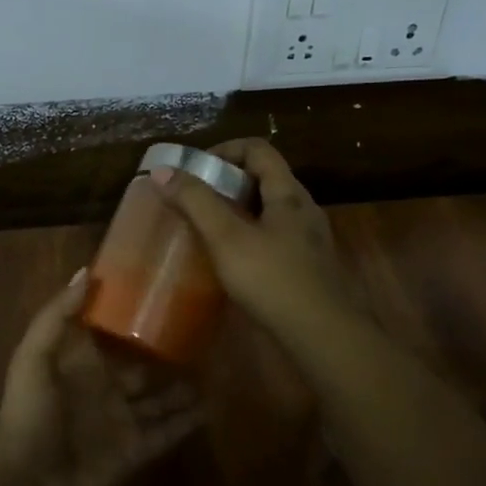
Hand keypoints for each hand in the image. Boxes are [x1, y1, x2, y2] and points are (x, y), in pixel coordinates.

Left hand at [0, 268, 204, 485]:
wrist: (28, 482)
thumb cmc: (29, 412)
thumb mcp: (33, 356)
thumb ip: (57, 315)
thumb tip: (87, 271)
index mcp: (81, 362)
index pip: (110, 332)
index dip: (132, 313)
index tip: (162, 289)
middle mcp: (105, 387)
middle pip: (143, 364)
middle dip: (167, 349)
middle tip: (204, 327)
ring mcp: (122, 420)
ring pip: (161, 397)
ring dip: (185, 384)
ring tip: (218, 363)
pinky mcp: (136, 450)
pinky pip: (168, 432)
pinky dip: (189, 421)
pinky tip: (214, 404)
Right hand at [151, 138, 362, 342]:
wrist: (324, 336)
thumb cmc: (273, 279)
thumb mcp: (226, 238)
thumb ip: (195, 202)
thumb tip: (162, 171)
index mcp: (288, 193)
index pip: (258, 149)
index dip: (224, 150)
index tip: (195, 170)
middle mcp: (303, 209)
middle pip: (263, 178)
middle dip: (226, 182)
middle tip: (195, 200)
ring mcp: (309, 240)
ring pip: (268, 210)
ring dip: (237, 211)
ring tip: (207, 229)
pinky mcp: (307, 267)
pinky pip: (274, 237)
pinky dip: (249, 237)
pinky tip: (231, 261)